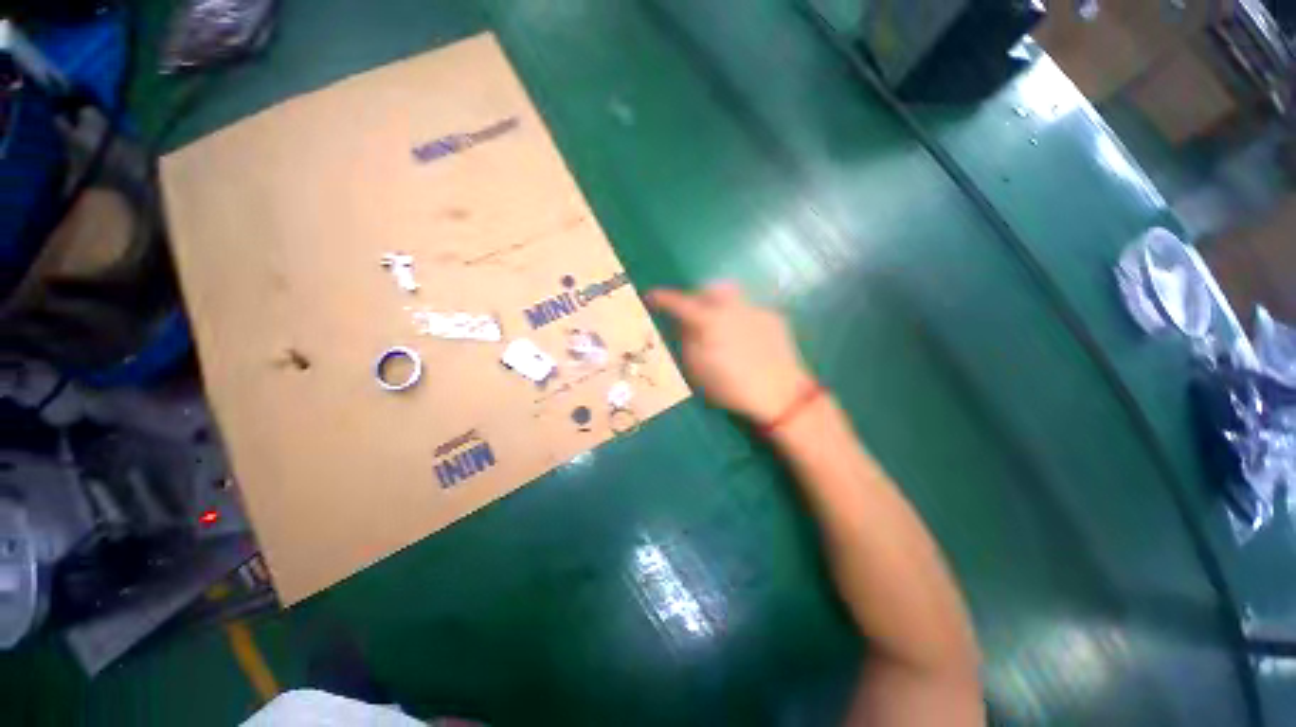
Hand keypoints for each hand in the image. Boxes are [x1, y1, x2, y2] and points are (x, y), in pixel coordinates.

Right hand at [647, 282, 814, 423]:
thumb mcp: (697, 371)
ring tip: (719, 328)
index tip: (651, 296)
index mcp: (710, 321)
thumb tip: (683, 325)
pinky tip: (745, 340)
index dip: (662, 298)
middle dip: (696, 297)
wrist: (781, 395)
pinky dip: (740, 319)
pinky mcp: (773, 318)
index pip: (679, 303)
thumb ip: (687, 342)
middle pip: (709, 289)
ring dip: (719, 306)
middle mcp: (732, 307)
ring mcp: (756, 310)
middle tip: (692, 315)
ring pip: (732, 297)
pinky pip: (749, 310)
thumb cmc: (732, 388)